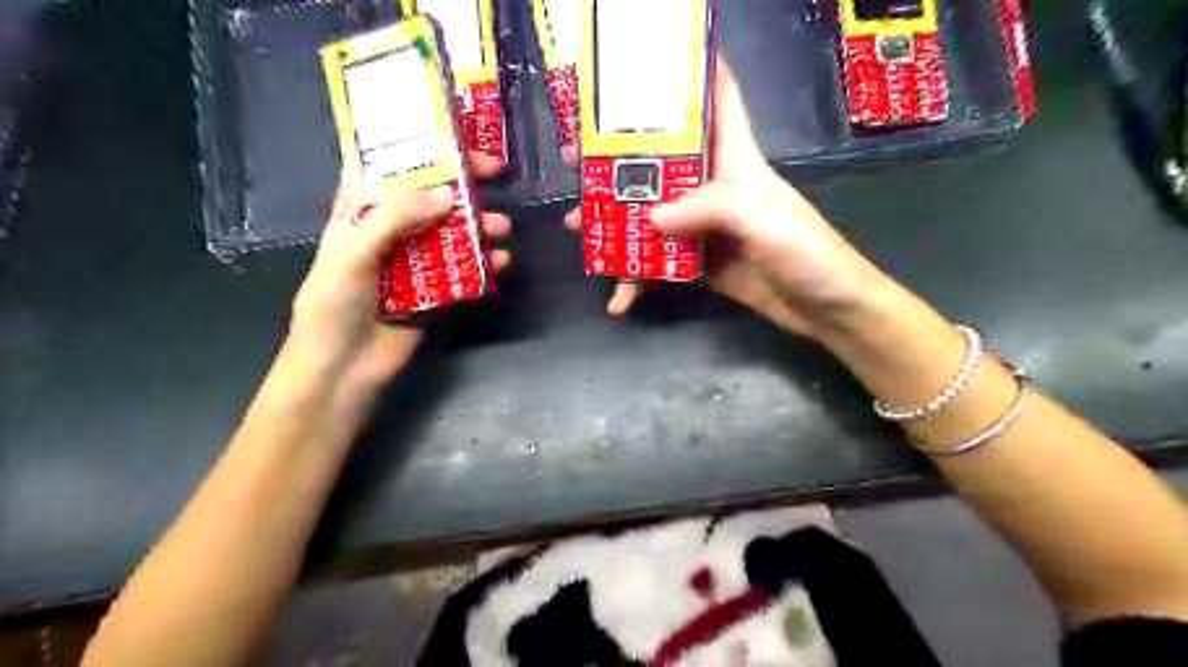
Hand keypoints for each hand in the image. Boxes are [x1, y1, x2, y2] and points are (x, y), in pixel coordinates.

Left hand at [291, 155, 509, 392]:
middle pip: (429, 199)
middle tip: (496, 173)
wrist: (343, 370)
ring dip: (479, 227)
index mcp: (359, 215)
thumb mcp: (354, 252)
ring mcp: (414, 264)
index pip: (388, 169)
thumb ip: (396, 218)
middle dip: (462, 185)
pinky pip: (463, 272)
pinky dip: (484, 264)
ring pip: (451, 235)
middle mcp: (389, 233)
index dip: (418, 150)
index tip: (453, 138)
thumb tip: (449, 195)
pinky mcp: (434, 293)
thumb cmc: (333, 305)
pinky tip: (502, 262)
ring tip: (503, 227)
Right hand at [566, 62, 890, 338]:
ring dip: (614, 222)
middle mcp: (713, 188)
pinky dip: (637, 281)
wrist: (825, 309)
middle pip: (661, 162)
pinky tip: (618, 298)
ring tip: (578, 227)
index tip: (645, 62)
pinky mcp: (699, 264)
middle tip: (577, 162)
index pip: (717, 100)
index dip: (690, 73)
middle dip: (619, 159)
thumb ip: (709, 209)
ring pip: (650, 216)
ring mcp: (703, 228)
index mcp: (735, 160)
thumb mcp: (763, 219)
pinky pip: (659, 267)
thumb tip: (650, 219)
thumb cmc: (806, 251)